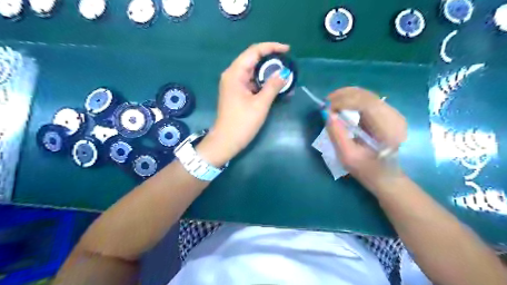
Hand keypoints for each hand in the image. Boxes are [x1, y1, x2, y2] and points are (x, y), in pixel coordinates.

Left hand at [196, 42, 288, 166]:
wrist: (226, 141)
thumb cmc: (242, 123)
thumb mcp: (260, 104)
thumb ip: (273, 86)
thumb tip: (284, 73)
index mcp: (235, 73)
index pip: (254, 51)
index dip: (271, 47)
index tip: (288, 50)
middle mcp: (232, 75)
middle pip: (253, 59)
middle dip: (271, 59)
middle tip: (287, 64)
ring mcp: (233, 84)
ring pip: (253, 71)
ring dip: (267, 72)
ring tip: (284, 75)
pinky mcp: (236, 93)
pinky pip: (251, 81)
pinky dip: (263, 82)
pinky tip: (274, 86)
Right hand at [324, 87, 406, 190]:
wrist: (386, 177)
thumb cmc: (366, 170)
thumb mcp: (347, 156)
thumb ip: (336, 134)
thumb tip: (326, 113)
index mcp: (388, 129)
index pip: (366, 104)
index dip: (343, 101)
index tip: (325, 107)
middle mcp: (394, 117)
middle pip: (366, 95)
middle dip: (343, 95)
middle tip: (325, 103)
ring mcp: (392, 114)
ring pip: (366, 95)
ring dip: (346, 96)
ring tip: (330, 103)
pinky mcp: (387, 114)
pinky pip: (367, 100)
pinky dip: (351, 99)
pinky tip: (340, 105)